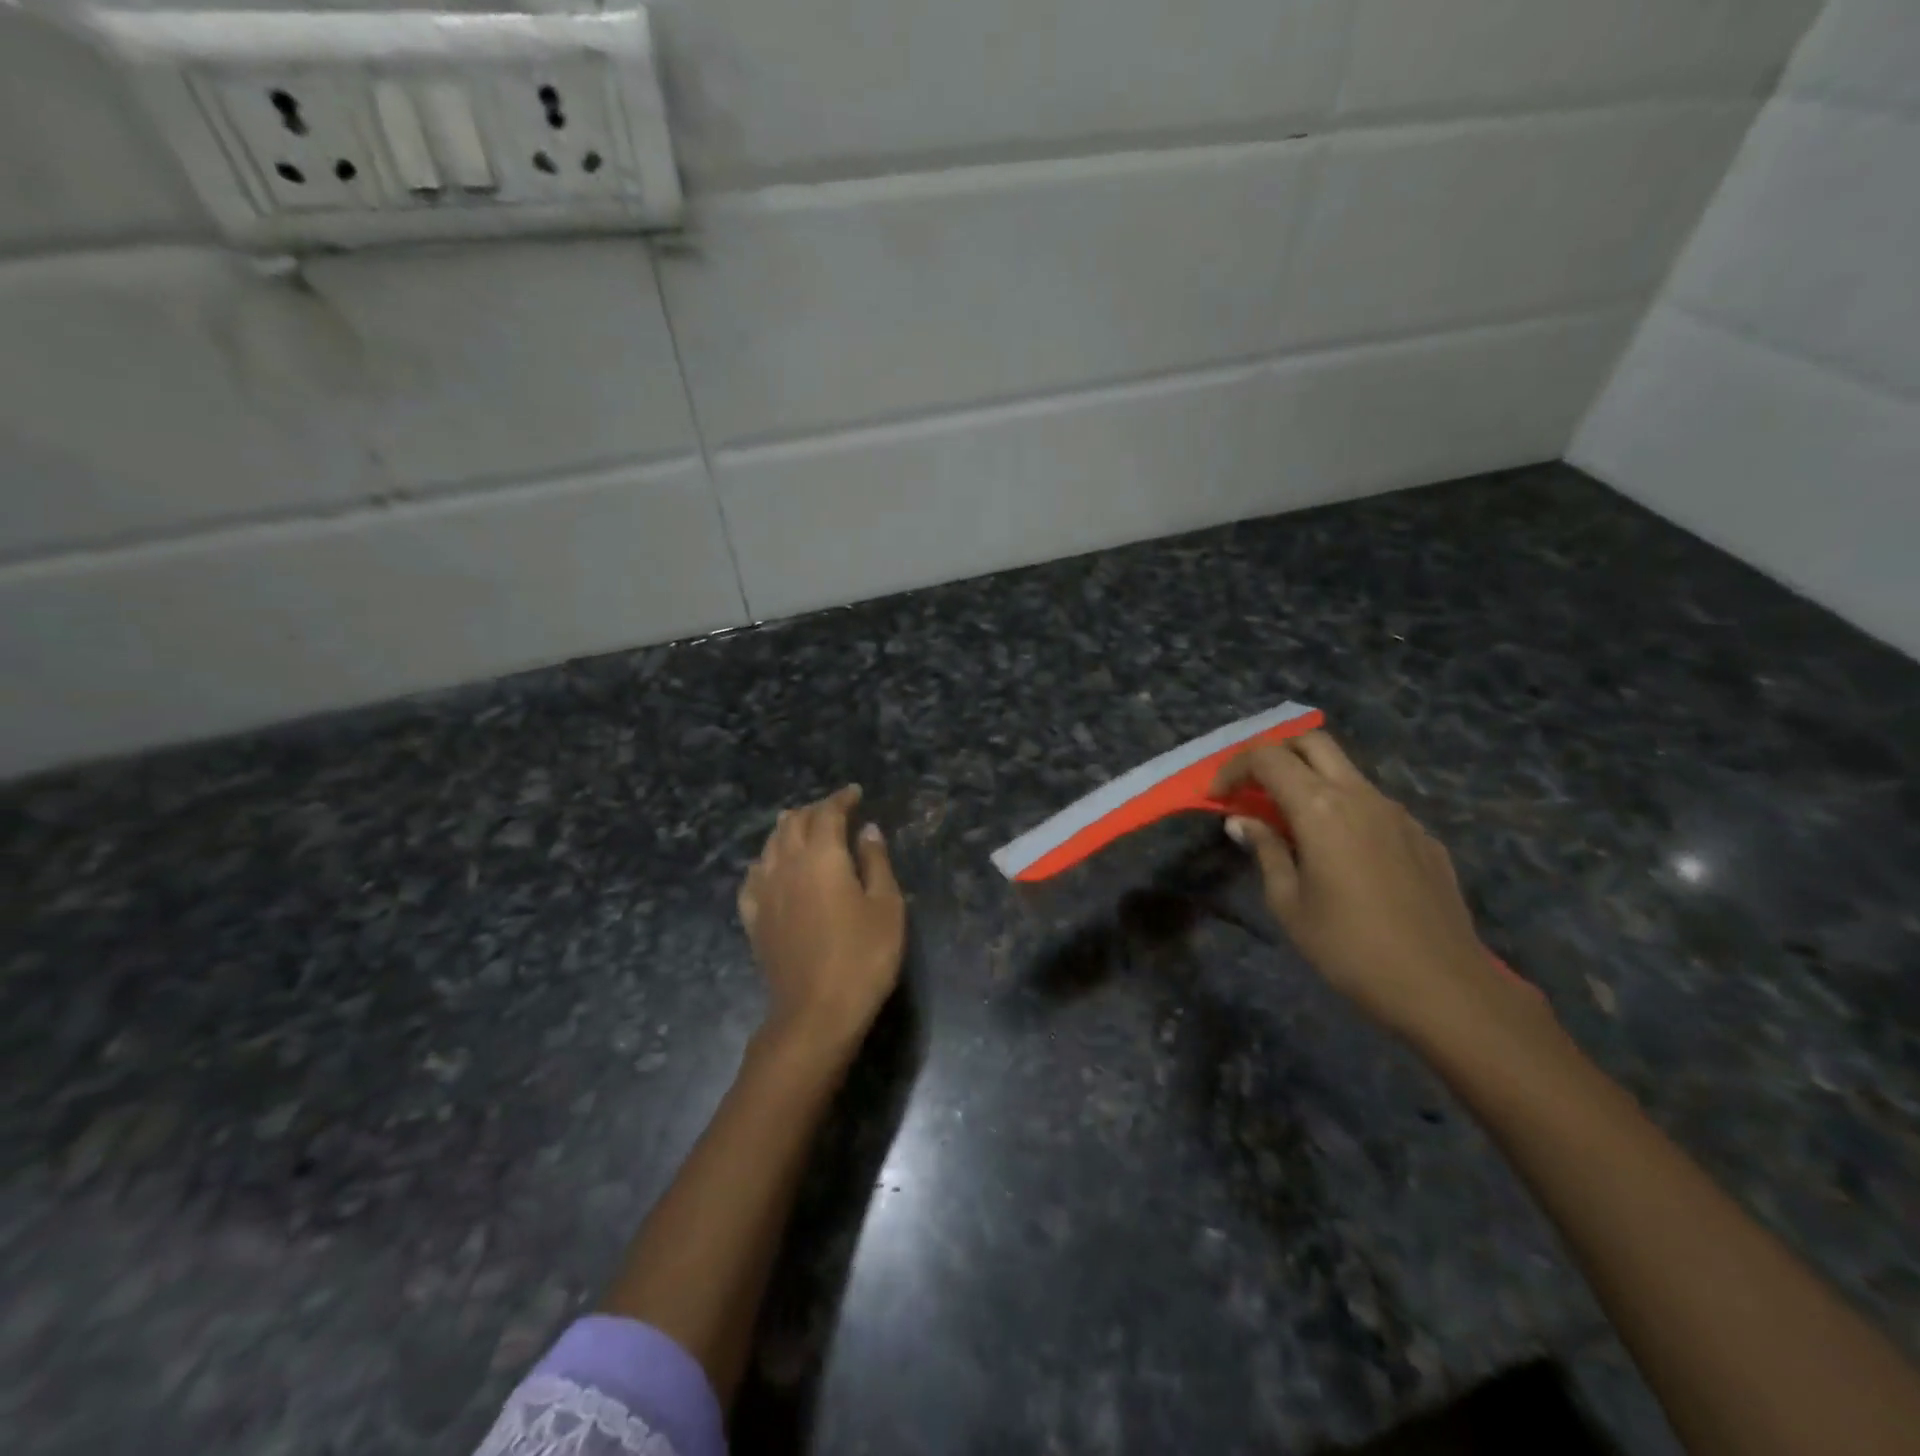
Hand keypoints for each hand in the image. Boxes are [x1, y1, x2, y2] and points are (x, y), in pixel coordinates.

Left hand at [738, 785, 905, 1051]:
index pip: (827, 813)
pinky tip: (770, 868)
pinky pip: (753, 877)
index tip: (855, 793)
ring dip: (787, 829)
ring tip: (801, 826)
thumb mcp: (886, 906)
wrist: (816, 1012)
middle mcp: (787, 864)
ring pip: (769, 845)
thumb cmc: (863, 956)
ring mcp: (764, 891)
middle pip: (794, 823)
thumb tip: (868, 830)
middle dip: (814, 810)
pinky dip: (765, 862)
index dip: (841, 799)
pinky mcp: (753, 918)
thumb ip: (876, 862)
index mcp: (822, 856)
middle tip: (834, 810)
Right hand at [1213, 731, 1542, 1050]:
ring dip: (1311, 782)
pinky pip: (1374, 805)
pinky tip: (1341, 856)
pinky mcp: (1422, 836)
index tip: (1218, 796)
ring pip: (1346, 772)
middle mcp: (1361, 796)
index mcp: (1321, 808)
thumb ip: (1265, 850)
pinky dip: (1344, 810)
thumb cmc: (1349, 947)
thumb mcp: (1288, 903)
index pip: (1268, 758)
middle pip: (1312, 743)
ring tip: (1291, 825)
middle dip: (1275, 755)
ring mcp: (1398, 813)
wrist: (1443, 986)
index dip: (1234, 768)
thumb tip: (1242, 821)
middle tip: (1253, 789)